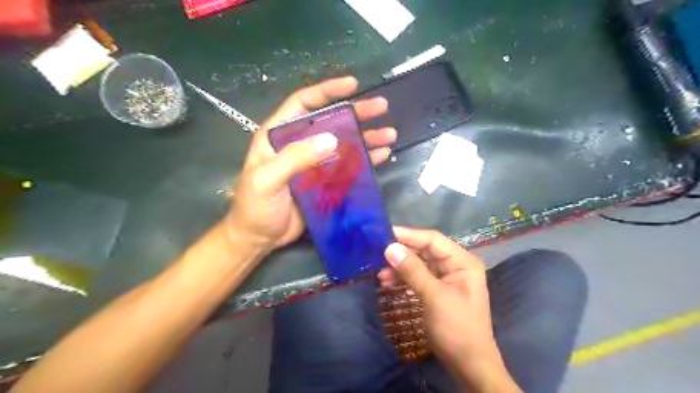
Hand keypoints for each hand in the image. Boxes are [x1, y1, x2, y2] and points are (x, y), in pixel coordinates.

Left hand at [227, 76, 395, 254]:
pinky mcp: (324, 181)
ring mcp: (313, 163)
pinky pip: (347, 166)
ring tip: (389, 133)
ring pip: (343, 143)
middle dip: (356, 113)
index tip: (352, 85)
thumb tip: (332, 140)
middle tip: (381, 107)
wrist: (259, 238)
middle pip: (330, 121)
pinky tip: (382, 155)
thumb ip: (295, 158)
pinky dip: (365, 160)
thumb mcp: (267, 180)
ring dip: (366, 137)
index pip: (303, 104)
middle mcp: (298, 144)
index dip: (326, 91)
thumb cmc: (254, 207)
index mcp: (278, 136)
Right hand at [381, 227, 515, 389]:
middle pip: (425, 250)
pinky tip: (388, 283)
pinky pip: (419, 277)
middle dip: (402, 253)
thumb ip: (412, 270)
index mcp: (462, 261)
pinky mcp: (439, 290)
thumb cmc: (456, 328)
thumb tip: (390, 247)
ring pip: (420, 264)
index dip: (408, 235)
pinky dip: (404, 279)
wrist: (469, 366)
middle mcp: (456, 265)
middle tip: (378, 254)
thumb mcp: (433, 297)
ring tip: (380, 274)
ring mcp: (447, 278)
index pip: (433, 239)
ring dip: (400, 267)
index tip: (384, 234)